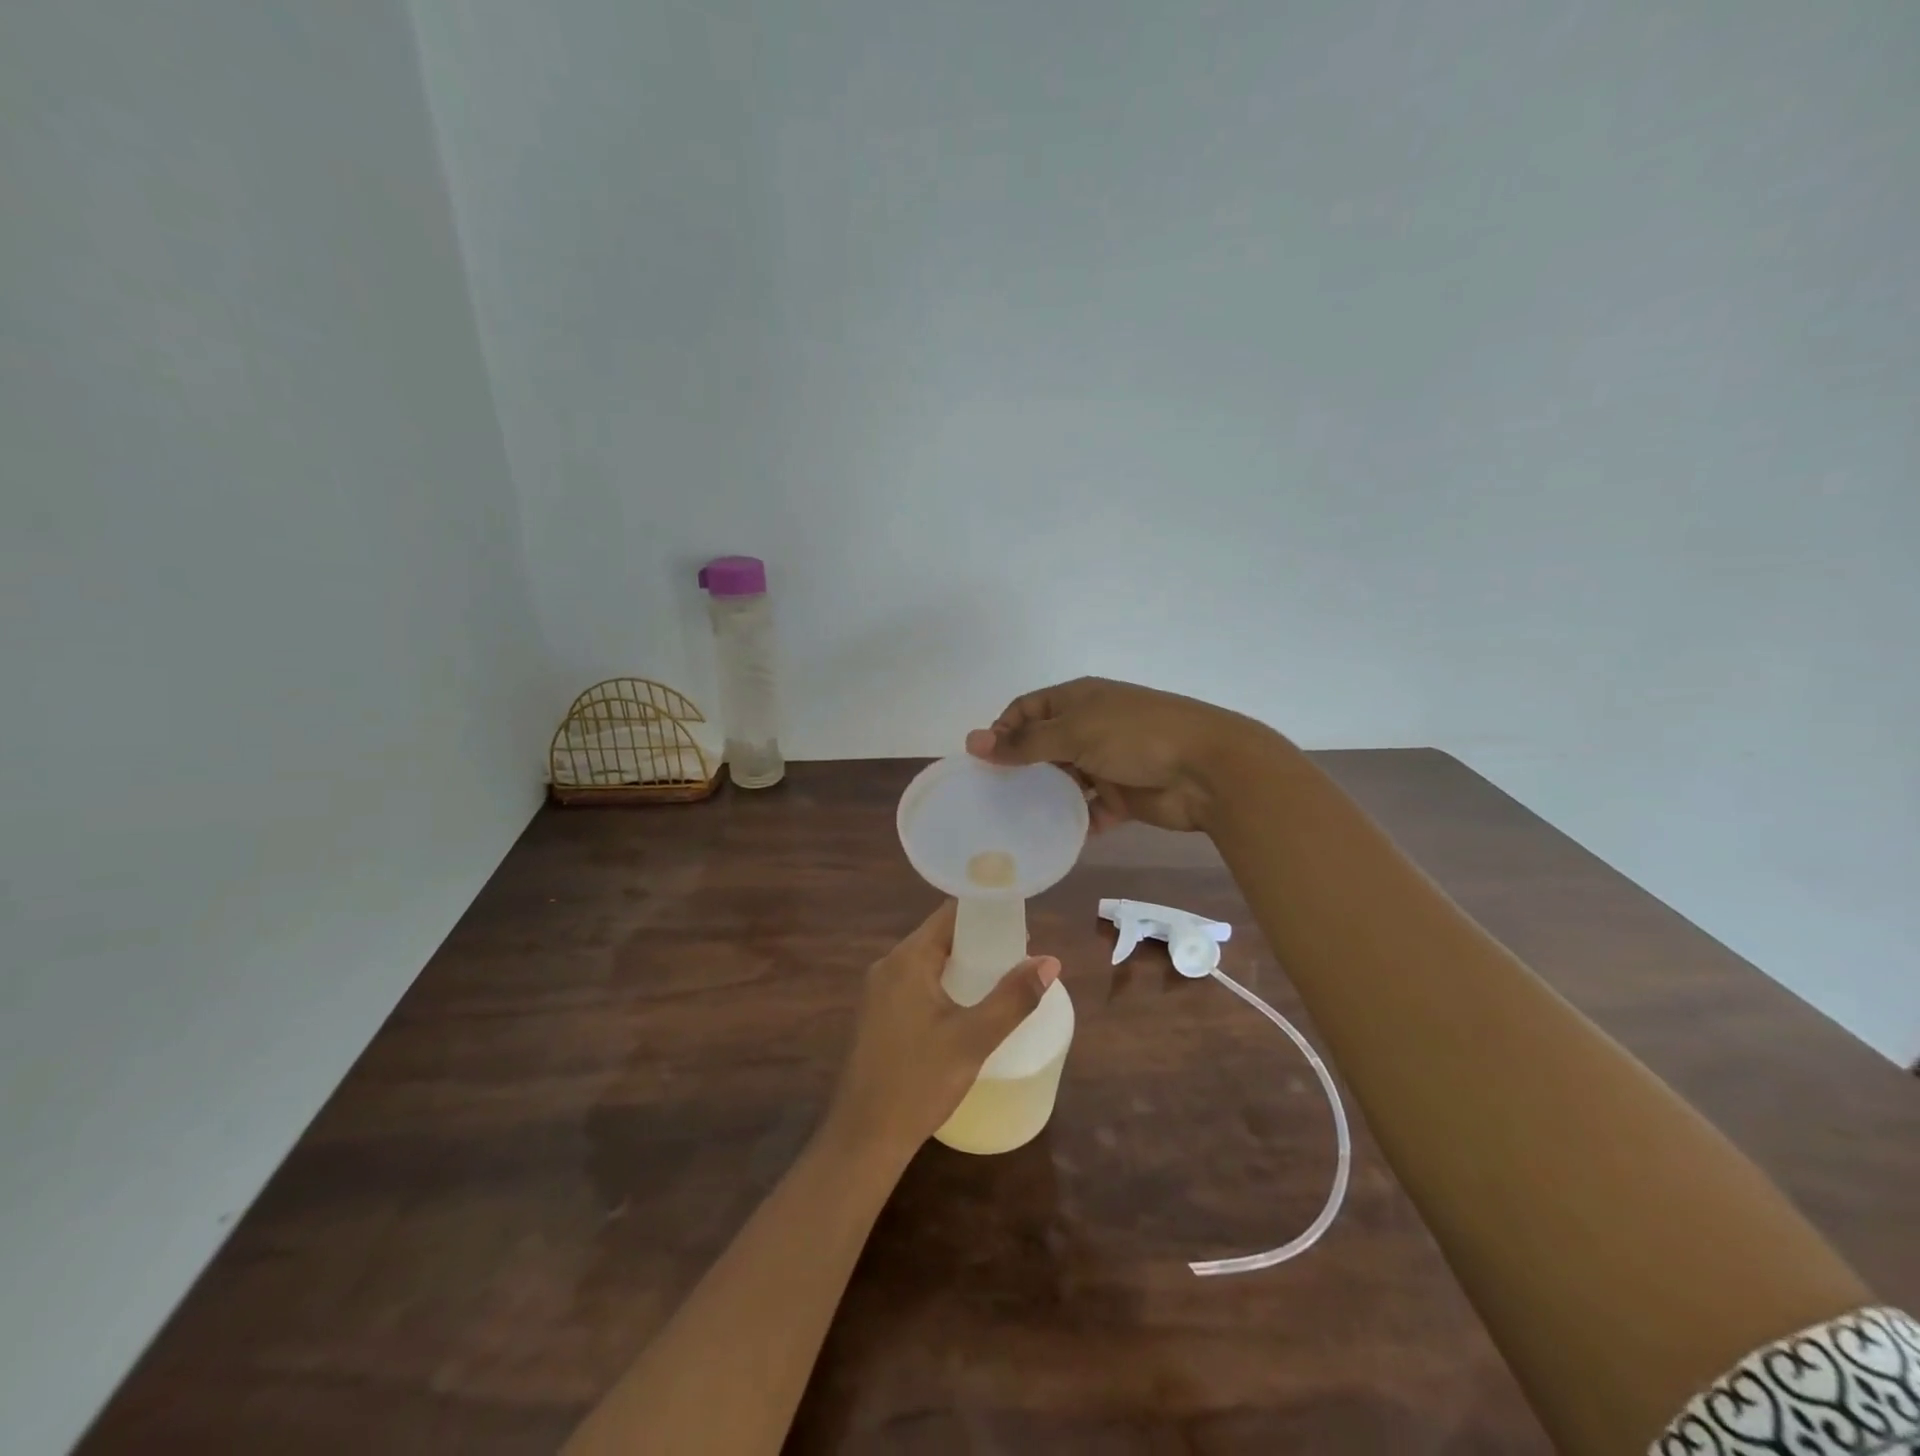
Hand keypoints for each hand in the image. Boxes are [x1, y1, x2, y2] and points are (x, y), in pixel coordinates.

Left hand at [827, 900, 1060, 1157]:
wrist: (863, 1138)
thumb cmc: (919, 1081)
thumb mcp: (974, 1039)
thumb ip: (1013, 998)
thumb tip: (1050, 962)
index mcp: (907, 959)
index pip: (950, 913)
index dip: (985, 911)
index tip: (1018, 921)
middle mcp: (888, 966)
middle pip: (939, 937)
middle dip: (979, 942)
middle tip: (1017, 955)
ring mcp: (878, 992)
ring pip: (928, 963)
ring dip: (962, 966)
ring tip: (1000, 981)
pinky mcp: (877, 1016)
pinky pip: (916, 984)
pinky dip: (944, 985)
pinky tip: (966, 1009)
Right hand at [965, 677, 1259, 832]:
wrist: (1209, 770)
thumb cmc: (1137, 737)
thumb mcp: (1075, 733)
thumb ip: (1024, 743)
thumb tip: (972, 741)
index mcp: (1079, 700)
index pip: (1027, 709)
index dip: (1003, 730)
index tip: (983, 762)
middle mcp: (1091, 727)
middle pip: (1045, 746)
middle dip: (1022, 768)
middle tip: (993, 797)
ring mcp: (1108, 762)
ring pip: (1066, 780)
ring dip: (1047, 798)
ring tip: (1016, 822)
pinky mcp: (1124, 796)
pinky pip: (1091, 810)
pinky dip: (1076, 822)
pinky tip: (1055, 839)